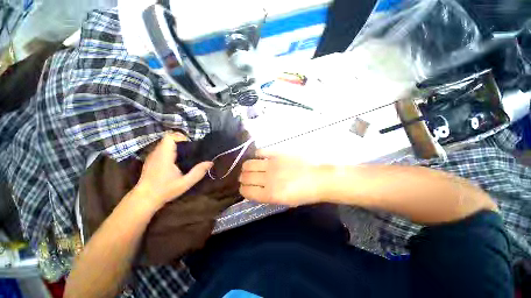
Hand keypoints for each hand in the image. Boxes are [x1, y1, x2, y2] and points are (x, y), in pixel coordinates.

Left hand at [134, 133, 212, 211]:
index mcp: (165, 156)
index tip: (191, 145)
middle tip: (191, 151)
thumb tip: (210, 163)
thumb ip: (198, 172)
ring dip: (175, 145)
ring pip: (164, 143)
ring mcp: (152, 156)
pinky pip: (161, 149)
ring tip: (185, 155)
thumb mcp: (185, 183)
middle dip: (180, 141)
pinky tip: (176, 161)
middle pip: (168, 138)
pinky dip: (170, 150)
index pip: (170, 137)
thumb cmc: (165, 190)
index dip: (181, 137)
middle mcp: (157, 153)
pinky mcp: (150, 160)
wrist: (144, 198)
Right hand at [238, 152, 326, 205]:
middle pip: (245, 176)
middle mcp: (267, 179)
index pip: (246, 191)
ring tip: (251, 167)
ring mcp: (272, 164)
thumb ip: (267, 196)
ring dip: (246, 167)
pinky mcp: (277, 153)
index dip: (243, 189)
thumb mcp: (284, 201)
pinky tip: (260, 158)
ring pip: (248, 164)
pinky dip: (257, 155)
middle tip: (247, 177)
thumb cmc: (304, 193)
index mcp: (270, 195)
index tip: (245, 187)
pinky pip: (260, 152)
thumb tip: (255, 189)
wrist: (319, 178)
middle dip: (243, 178)